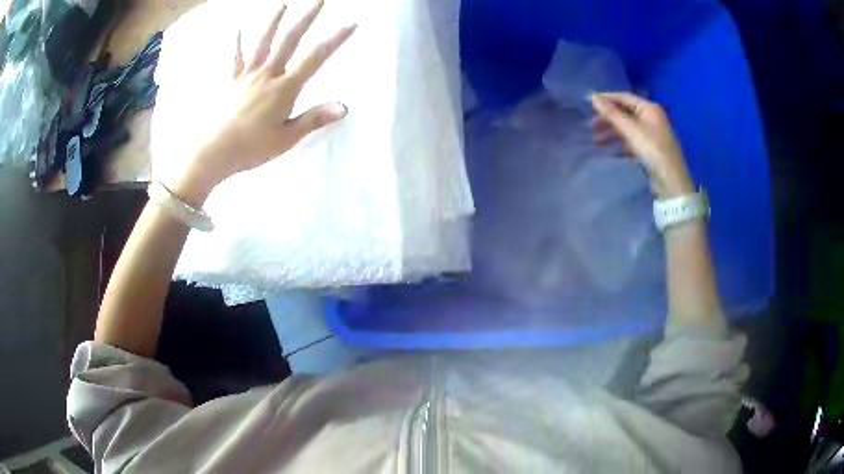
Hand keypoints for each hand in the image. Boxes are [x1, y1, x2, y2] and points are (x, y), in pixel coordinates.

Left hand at [167, 1, 355, 205]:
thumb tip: (344, 107)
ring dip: (273, 21)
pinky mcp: (232, 81)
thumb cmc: (251, 148)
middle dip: (307, 18)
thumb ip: (314, 119)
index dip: (334, 40)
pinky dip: (237, 43)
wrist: (213, 152)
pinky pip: (235, 58)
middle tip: (319, 0)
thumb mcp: (287, 138)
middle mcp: (267, 74)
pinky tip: (238, 29)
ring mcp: (247, 75)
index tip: (350, 24)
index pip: (315, 58)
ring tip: (282, 5)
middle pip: (289, 40)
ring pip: (262, 42)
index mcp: (284, 87)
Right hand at [590, 92, 694, 197]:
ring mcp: (651, 134)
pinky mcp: (650, 150)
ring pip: (627, 129)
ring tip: (595, 141)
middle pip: (625, 114)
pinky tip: (609, 152)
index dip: (607, 98)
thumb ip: (612, 113)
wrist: (670, 180)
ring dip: (611, 133)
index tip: (589, 102)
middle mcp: (651, 118)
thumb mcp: (631, 129)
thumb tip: (593, 97)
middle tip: (591, 126)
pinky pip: (631, 142)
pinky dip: (620, 145)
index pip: (625, 97)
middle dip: (608, 119)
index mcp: (650, 108)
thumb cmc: (652, 149)